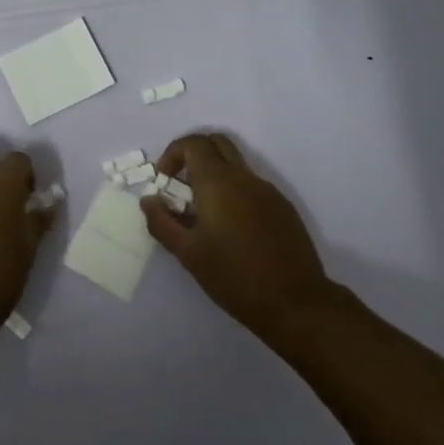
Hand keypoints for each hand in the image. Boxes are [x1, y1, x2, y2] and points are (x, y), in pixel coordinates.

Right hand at [141, 132, 334, 339]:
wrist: (294, 302)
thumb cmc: (233, 277)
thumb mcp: (188, 253)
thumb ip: (162, 222)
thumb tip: (149, 199)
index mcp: (218, 182)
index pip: (193, 143)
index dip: (173, 154)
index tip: (164, 182)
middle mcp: (244, 177)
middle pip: (217, 143)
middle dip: (194, 155)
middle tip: (182, 187)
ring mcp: (268, 190)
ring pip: (236, 164)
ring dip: (214, 175)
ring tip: (204, 214)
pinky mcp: (283, 207)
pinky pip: (252, 185)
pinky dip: (234, 192)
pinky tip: (232, 230)